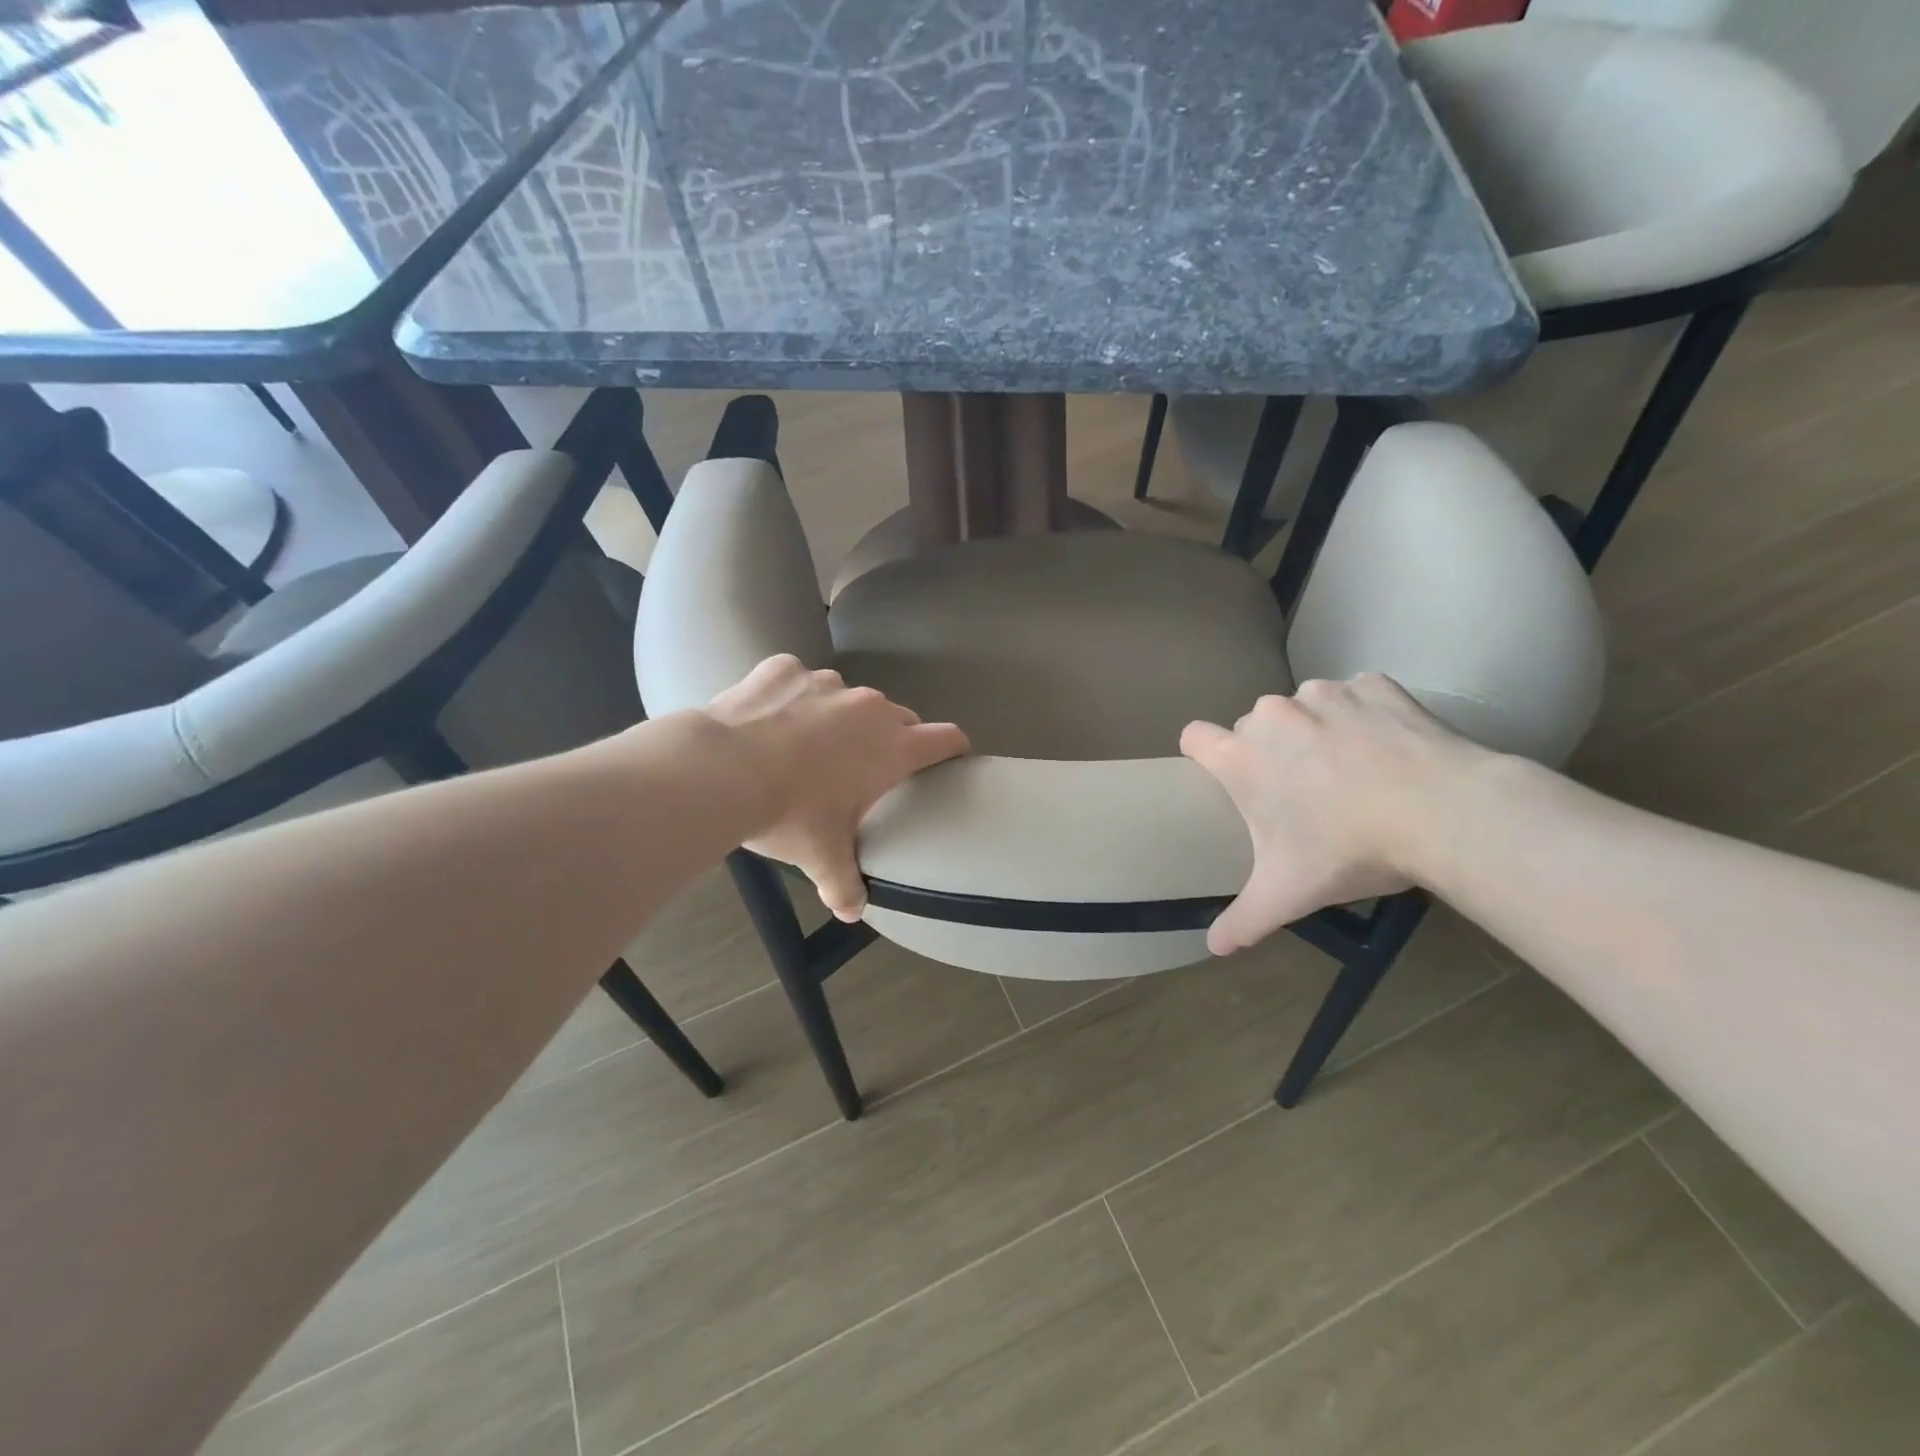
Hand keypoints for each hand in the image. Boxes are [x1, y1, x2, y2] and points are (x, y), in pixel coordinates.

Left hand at [706, 655, 968, 920]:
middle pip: (898, 717)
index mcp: (893, 747)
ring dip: (837, 718)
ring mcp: (826, 682)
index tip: (948, 758)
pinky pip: (798, 680)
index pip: (946, 739)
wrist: (720, 769)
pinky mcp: (785, 668)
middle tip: (864, 768)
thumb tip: (852, 912)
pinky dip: (790, 698)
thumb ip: (845, 885)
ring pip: (846, 699)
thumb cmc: (789, 814)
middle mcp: (869, 707)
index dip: (952, 748)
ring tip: (804, 746)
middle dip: (889, 739)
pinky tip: (766, 722)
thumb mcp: (821, 856)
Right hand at [1180, 673, 1486, 955]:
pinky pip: (1354, 695)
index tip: (1227, 778)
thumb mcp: (1290, 893)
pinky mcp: (1373, 684)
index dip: (1204, 755)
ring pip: (1303, 708)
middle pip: (1253, 727)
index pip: (1194, 737)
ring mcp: (1324, 693)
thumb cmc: (1350, 850)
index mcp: (1241, 757)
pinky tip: (1387, 749)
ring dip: (1315, 731)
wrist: (1445, 812)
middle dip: (1271, 753)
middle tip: (1306, 792)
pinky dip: (1363, 716)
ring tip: (1352, 769)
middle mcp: (1272, 714)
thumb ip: (1244, 920)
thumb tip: (1214, 949)